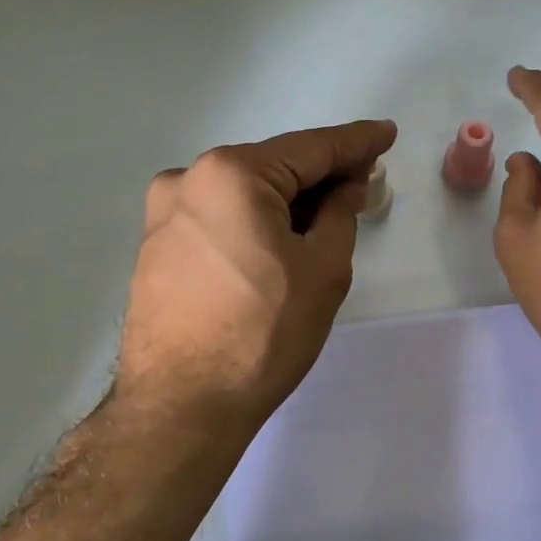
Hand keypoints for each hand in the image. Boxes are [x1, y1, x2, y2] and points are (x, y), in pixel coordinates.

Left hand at [115, 119, 396, 437]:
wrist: (181, 406)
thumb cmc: (263, 334)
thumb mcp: (323, 270)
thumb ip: (340, 213)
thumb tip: (345, 186)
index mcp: (231, 174)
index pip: (310, 149)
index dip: (356, 142)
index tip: (386, 133)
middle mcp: (188, 179)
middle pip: (272, 168)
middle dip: (319, 177)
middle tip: (362, 186)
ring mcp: (164, 214)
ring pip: (243, 194)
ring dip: (285, 202)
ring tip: (323, 222)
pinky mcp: (155, 246)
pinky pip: (218, 218)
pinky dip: (253, 222)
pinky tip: (277, 245)